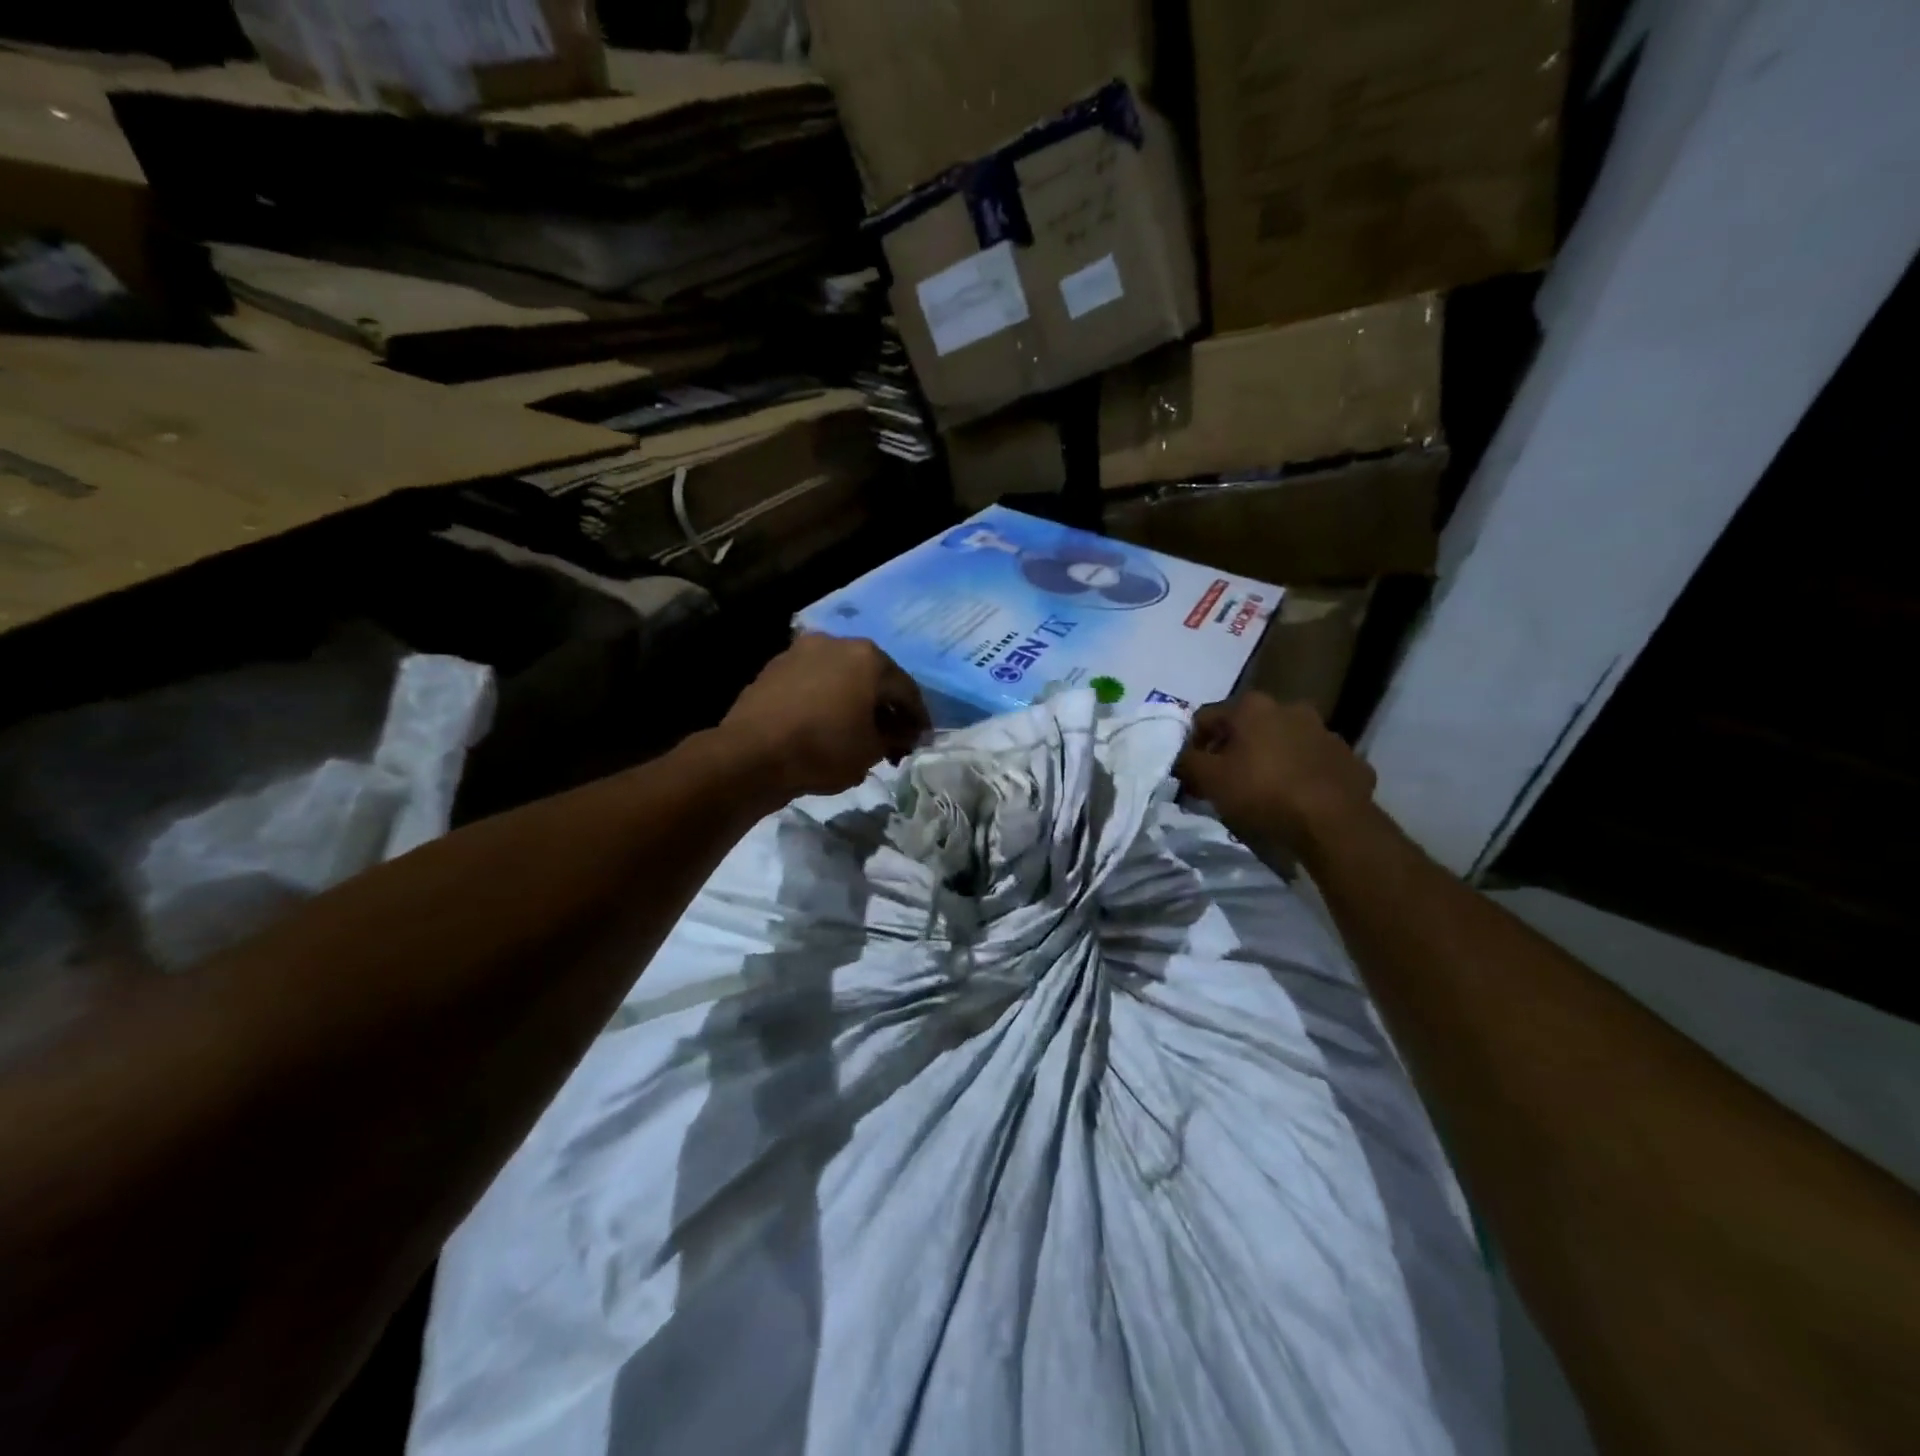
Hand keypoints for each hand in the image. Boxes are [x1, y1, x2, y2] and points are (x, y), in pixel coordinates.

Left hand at [718, 634, 929, 799]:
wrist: (751, 754)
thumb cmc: (823, 749)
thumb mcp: (871, 751)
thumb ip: (894, 738)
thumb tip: (901, 735)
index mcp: (869, 657)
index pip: (906, 690)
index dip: (917, 718)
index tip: (921, 740)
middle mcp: (837, 642)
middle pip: (873, 677)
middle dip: (885, 708)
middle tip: (891, 738)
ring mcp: (802, 651)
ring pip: (841, 678)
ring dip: (854, 702)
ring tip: (857, 733)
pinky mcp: (775, 667)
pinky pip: (814, 683)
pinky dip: (826, 701)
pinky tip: (826, 725)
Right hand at [1176, 693, 1377, 858]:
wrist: (1333, 822)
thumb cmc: (1262, 792)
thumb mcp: (1209, 779)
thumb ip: (1187, 762)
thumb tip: (1180, 756)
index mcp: (1252, 707)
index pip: (1206, 717)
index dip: (1192, 743)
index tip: (1191, 770)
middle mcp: (1290, 708)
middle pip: (1247, 727)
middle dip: (1233, 749)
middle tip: (1224, 780)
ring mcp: (1325, 732)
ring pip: (1284, 742)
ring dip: (1270, 759)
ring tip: (1262, 791)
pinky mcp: (1349, 758)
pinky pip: (1314, 763)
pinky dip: (1301, 775)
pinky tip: (1296, 798)